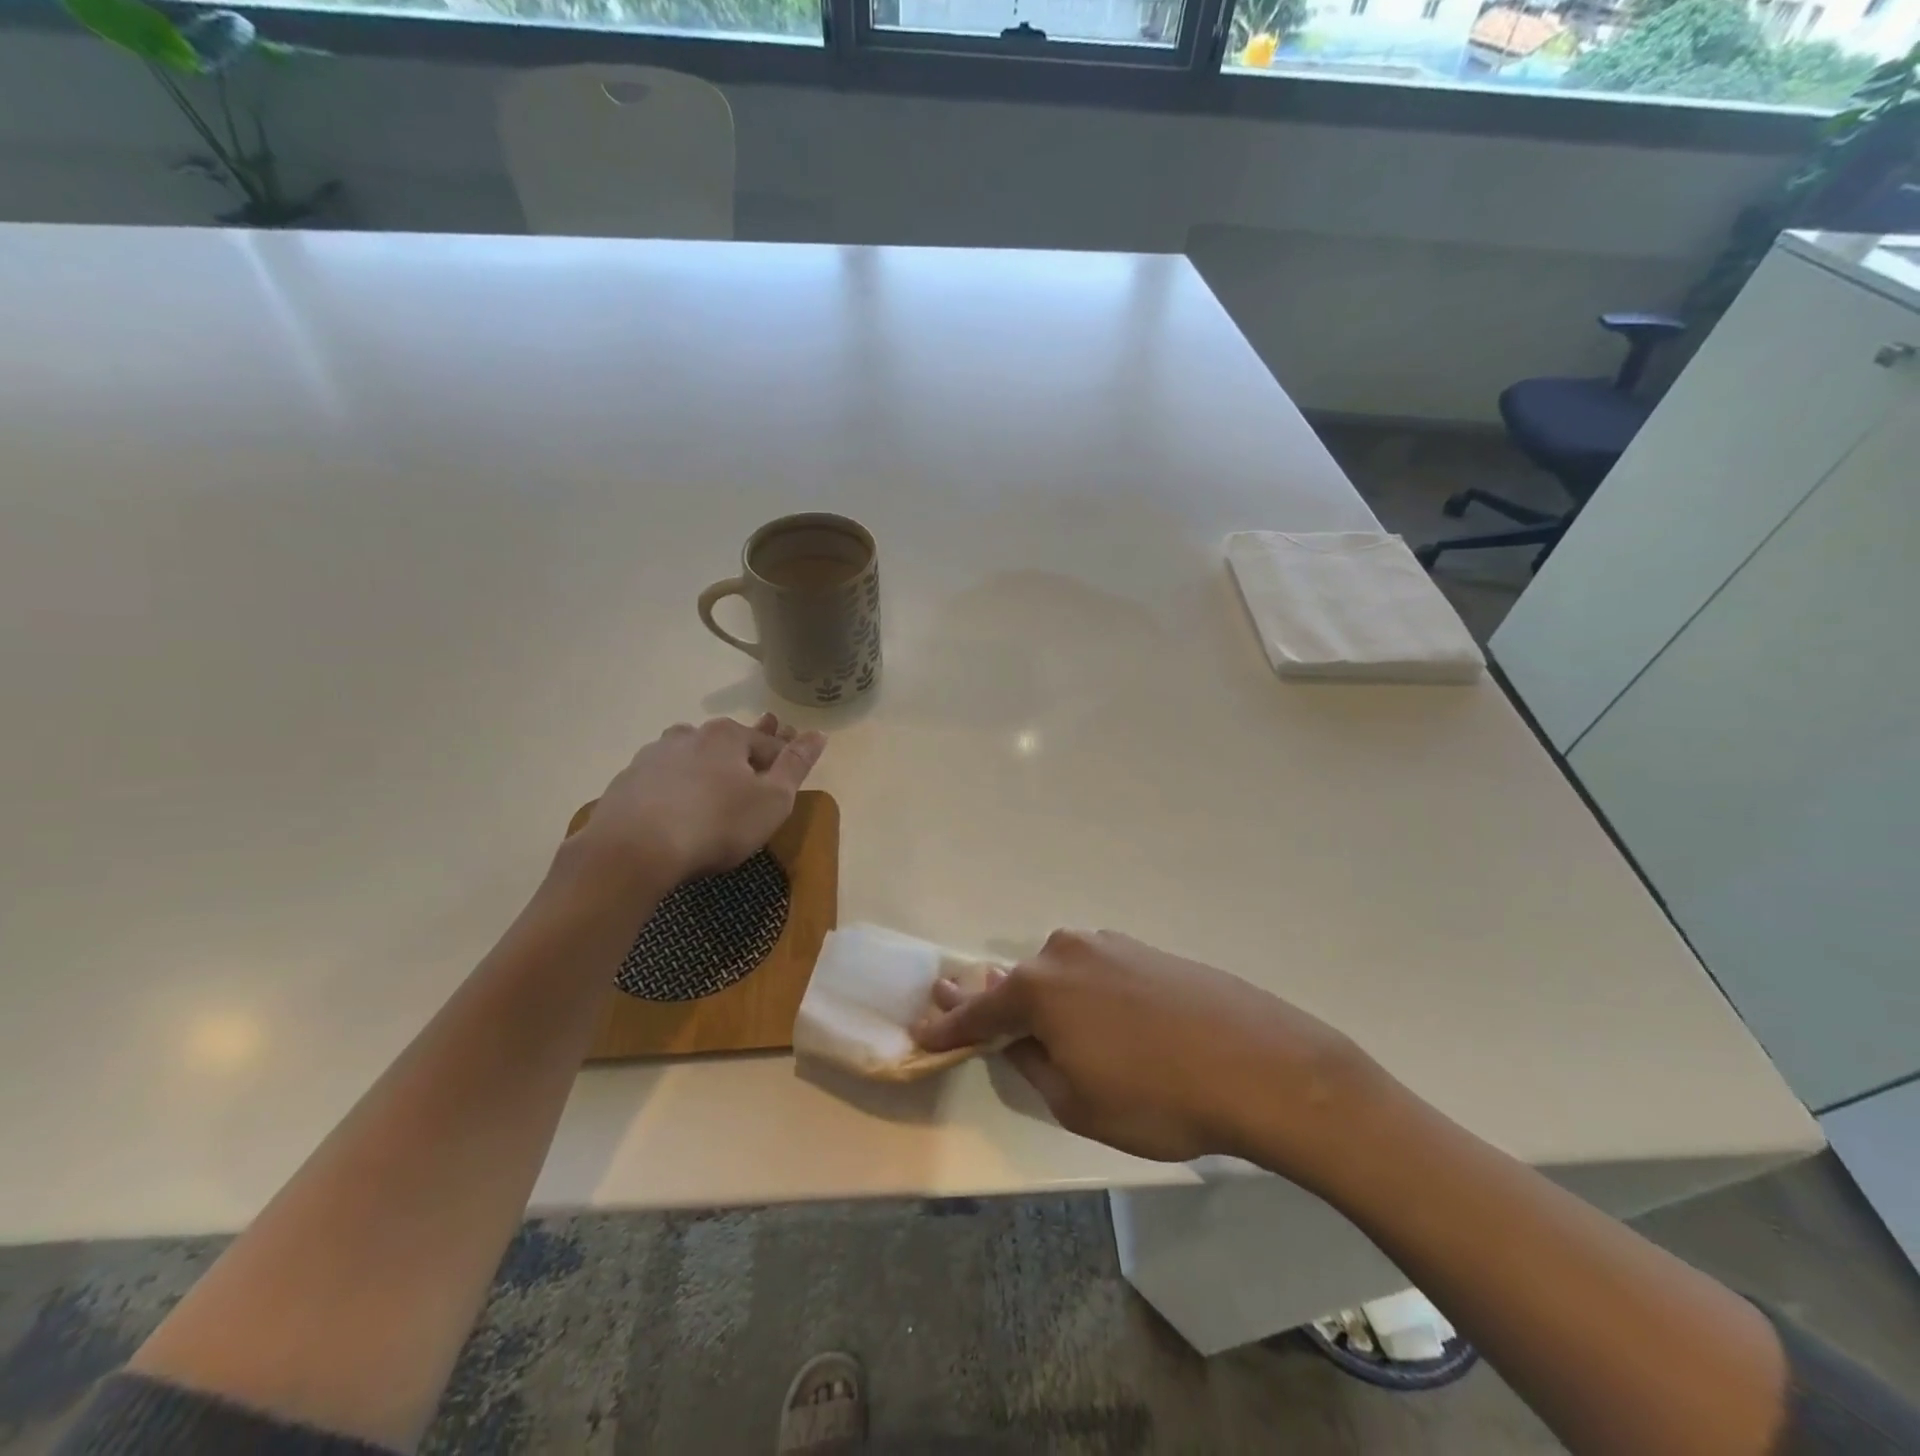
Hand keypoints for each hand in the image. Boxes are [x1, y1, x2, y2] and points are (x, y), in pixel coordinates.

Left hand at [564, 714, 825, 889]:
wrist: (632, 851)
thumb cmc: (716, 824)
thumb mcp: (772, 800)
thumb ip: (796, 765)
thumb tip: (818, 734)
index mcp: (727, 735)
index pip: (767, 743)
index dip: (784, 757)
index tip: (792, 769)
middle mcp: (688, 735)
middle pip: (727, 743)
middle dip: (745, 752)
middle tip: (758, 767)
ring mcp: (652, 757)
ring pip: (690, 756)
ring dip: (705, 765)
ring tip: (714, 781)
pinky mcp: (626, 784)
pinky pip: (662, 780)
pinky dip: (675, 787)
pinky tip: (676, 805)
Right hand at [914, 929, 1384, 1175]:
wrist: (1259, 1064)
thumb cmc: (1157, 1096)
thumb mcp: (1078, 1104)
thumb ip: (1035, 1067)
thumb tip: (1022, 1043)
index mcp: (1040, 989)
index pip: (978, 1011)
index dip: (948, 1026)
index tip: (921, 1029)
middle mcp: (1066, 953)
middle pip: (1017, 981)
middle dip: (993, 1001)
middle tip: (967, 1007)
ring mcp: (1110, 946)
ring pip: (1059, 973)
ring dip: (1043, 996)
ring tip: (1040, 1021)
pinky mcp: (1147, 951)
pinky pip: (1097, 971)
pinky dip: (1084, 992)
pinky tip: (1101, 1016)